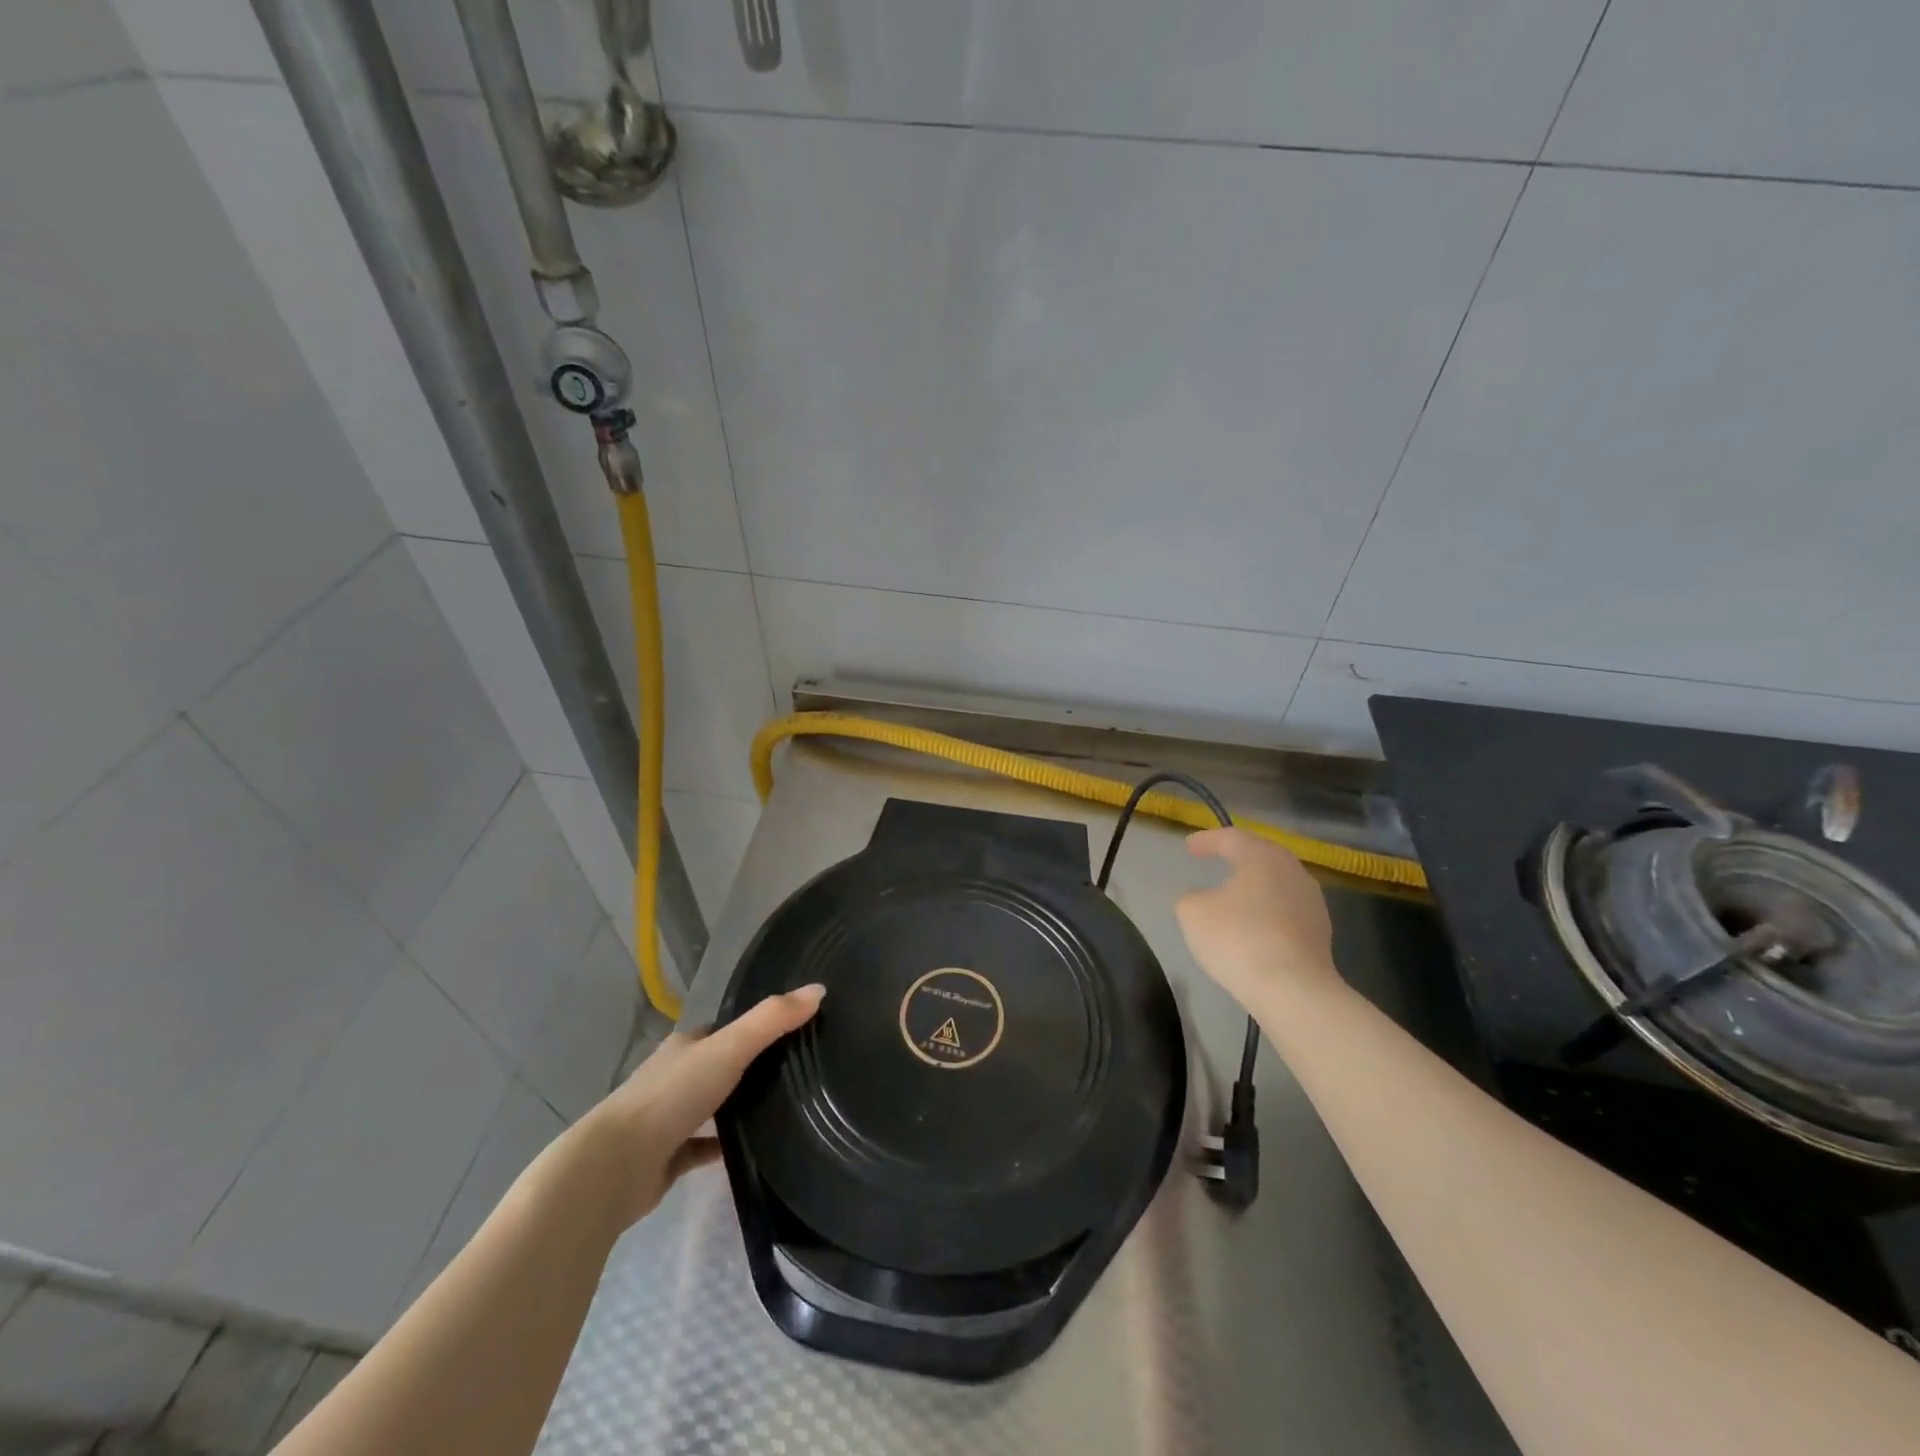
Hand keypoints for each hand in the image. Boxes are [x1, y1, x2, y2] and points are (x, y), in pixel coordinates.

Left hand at [576, 985, 824, 1225]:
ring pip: (709, 1107)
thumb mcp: (730, 1048)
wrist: (616, 1167)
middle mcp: (674, 1077)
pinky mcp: (666, 1158)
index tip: (791, 1033)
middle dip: (747, 1069)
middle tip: (794, 1072)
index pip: (724, 1030)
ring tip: (781, 1109)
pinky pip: (702, 1148)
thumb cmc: (673, 1096)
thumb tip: (819, 989)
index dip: (753, 1029)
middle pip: (717, 1066)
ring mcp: (667, 1119)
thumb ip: (773, 1020)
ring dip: (735, 1107)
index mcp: (685, 1046)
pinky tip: (752, 1151)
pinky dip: (723, 1148)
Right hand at [1175, 829, 1337, 1012]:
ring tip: (1234, 893)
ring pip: (1277, 882)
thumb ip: (1190, 897)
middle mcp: (1292, 871)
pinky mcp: (1320, 932)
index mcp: (1262, 857)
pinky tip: (1254, 925)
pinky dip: (1267, 910)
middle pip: (1261, 855)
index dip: (1207, 840)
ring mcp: (1312, 902)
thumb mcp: (1192, 913)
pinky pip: (1286, 910)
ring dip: (1255, 884)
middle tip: (1216, 858)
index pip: (1231, 837)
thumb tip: (1201, 898)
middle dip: (1237, 855)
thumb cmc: (1238, 939)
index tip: (1188, 847)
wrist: (1293, 990)